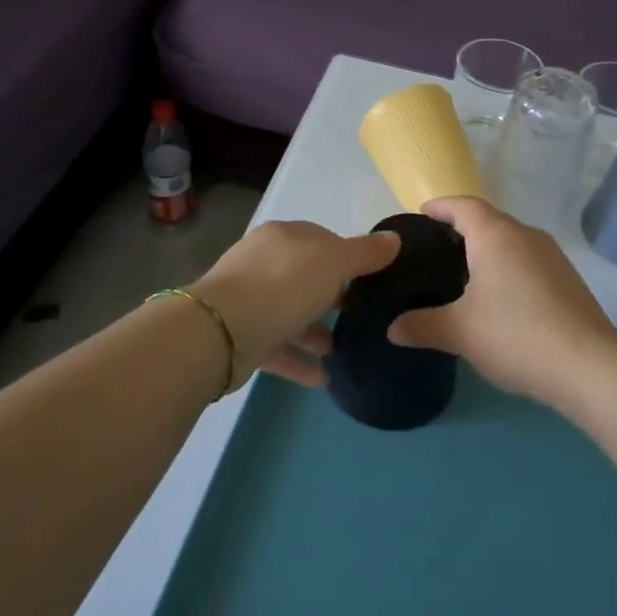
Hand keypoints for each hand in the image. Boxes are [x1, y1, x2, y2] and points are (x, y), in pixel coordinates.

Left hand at [192, 220, 400, 388]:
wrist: (222, 331)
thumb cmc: (284, 285)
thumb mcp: (333, 262)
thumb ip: (364, 253)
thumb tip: (394, 239)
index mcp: (283, 236)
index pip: (321, 239)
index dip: (348, 256)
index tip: (372, 279)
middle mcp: (263, 262)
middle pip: (305, 276)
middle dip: (332, 295)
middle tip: (361, 315)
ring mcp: (249, 300)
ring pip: (291, 313)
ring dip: (316, 331)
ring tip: (343, 349)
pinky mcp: (241, 336)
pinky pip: (278, 346)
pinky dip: (300, 360)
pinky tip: (323, 378)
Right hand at [388, 196, 616, 401]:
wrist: (587, 365)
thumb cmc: (514, 334)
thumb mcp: (459, 332)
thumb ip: (422, 326)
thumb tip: (392, 329)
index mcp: (495, 235)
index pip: (463, 205)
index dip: (441, 206)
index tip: (422, 214)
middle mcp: (525, 235)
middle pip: (489, 220)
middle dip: (462, 228)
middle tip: (436, 249)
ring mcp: (552, 255)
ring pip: (511, 241)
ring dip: (488, 249)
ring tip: (464, 274)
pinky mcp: (568, 279)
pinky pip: (528, 261)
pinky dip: (509, 268)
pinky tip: (501, 298)